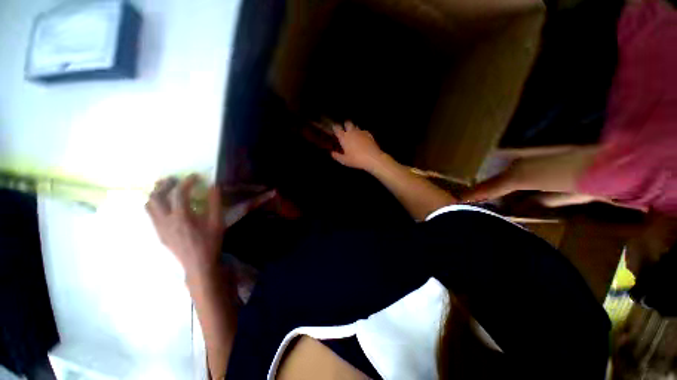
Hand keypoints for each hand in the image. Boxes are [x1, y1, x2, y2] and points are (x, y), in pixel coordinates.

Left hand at [146, 175, 223, 276]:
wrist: (198, 264)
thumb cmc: (210, 242)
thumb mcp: (217, 222)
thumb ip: (215, 203)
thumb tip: (214, 186)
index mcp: (182, 217)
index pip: (179, 193)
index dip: (187, 182)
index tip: (195, 176)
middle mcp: (166, 221)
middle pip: (156, 197)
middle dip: (164, 185)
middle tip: (175, 180)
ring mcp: (159, 228)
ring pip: (149, 206)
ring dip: (156, 194)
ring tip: (167, 189)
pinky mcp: (159, 234)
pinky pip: (151, 215)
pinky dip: (156, 205)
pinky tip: (167, 206)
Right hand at [331, 121, 386, 171]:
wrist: (373, 158)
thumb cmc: (356, 160)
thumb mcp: (344, 161)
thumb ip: (337, 156)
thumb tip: (332, 153)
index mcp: (344, 137)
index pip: (337, 128)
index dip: (335, 127)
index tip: (334, 129)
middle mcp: (352, 132)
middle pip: (347, 123)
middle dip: (345, 125)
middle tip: (345, 131)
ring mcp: (361, 132)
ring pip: (356, 126)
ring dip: (354, 129)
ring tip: (353, 135)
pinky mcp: (369, 134)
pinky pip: (363, 131)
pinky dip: (361, 133)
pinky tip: (362, 139)